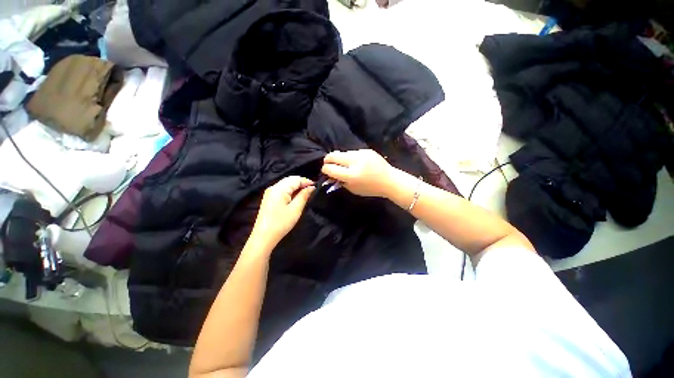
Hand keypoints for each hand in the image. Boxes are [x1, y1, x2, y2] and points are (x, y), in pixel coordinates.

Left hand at [249, 176, 314, 250]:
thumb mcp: (296, 209)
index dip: (307, 181)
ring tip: (306, 193)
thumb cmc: (281, 223)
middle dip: (302, 183)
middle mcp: (273, 187)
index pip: (295, 179)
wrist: (264, 237)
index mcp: (279, 189)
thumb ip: (304, 196)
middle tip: (312, 190)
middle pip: (290, 180)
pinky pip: (282, 189)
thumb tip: (311, 187)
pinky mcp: (269, 198)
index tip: (316, 187)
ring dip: (297, 187)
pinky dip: (291, 191)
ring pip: (286, 184)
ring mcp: (270, 192)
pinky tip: (296, 196)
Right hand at [321, 149, 393, 197]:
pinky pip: (353, 152)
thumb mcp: (353, 189)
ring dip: (340, 158)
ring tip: (343, 164)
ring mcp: (361, 154)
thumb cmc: (371, 188)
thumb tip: (330, 174)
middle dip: (328, 160)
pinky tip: (355, 162)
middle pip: (333, 156)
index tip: (325, 171)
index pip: (330, 168)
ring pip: (343, 153)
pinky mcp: (366, 150)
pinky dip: (350, 157)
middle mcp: (355, 162)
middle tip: (328, 163)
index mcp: (351, 175)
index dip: (325, 169)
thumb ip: (340, 182)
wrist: (389, 180)